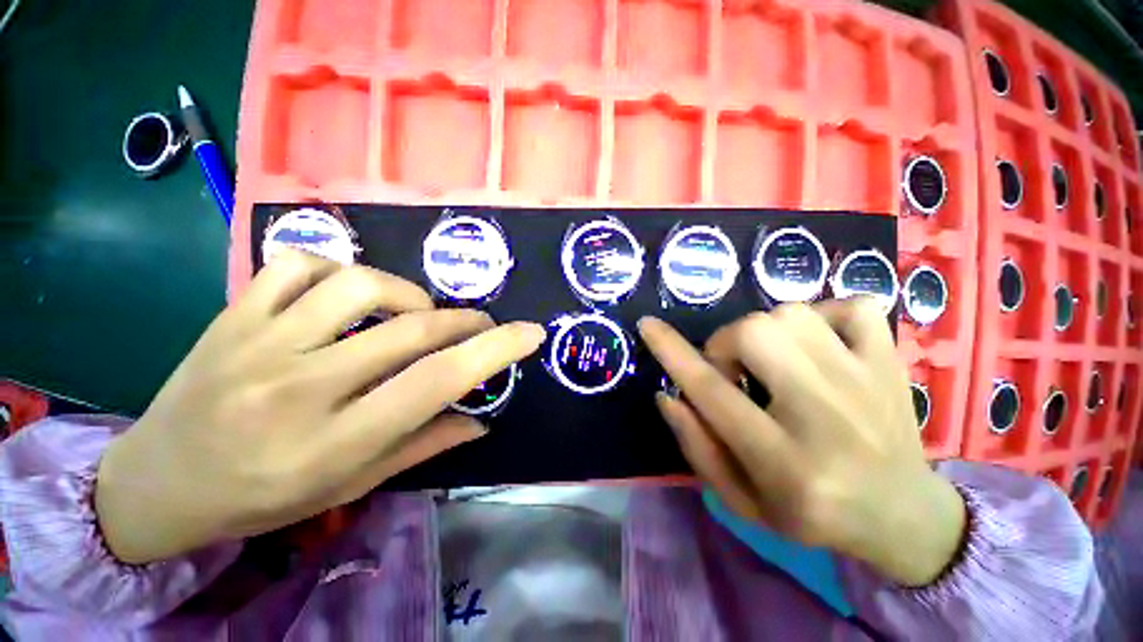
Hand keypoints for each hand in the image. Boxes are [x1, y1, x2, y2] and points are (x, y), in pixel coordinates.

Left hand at [96, 249, 545, 563]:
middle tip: (480, 326)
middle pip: (413, 330)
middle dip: (467, 321)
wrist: (159, 481)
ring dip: (410, 295)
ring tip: (415, 314)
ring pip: (361, 286)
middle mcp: (301, 387)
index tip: (530, 333)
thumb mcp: (351, 486)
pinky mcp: (233, 315)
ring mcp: (260, 343)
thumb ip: (424, 444)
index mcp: (336, 441)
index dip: (495, 351)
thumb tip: (479, 419)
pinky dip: (342, 270)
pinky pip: (300, 265)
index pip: (437, 382)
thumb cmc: (263, 496)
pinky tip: (350, 294)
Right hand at [639, 300, 965, 586]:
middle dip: (726, 343)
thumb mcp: (741, 500)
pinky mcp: (892, 363)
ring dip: (766, 331)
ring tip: (773, 361)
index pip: (710, 391)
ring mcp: (866, 382)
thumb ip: (697, 447)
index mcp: (782, 460)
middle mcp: (824, 415)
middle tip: (734, 370)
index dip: (671, 352)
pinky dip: (825, 315)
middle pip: (755, 335)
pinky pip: (853, 307)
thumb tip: (668, 395)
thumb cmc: (812, 514)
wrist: (905, 516)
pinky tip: (820, 344)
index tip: (647, 325)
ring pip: (792, 315)